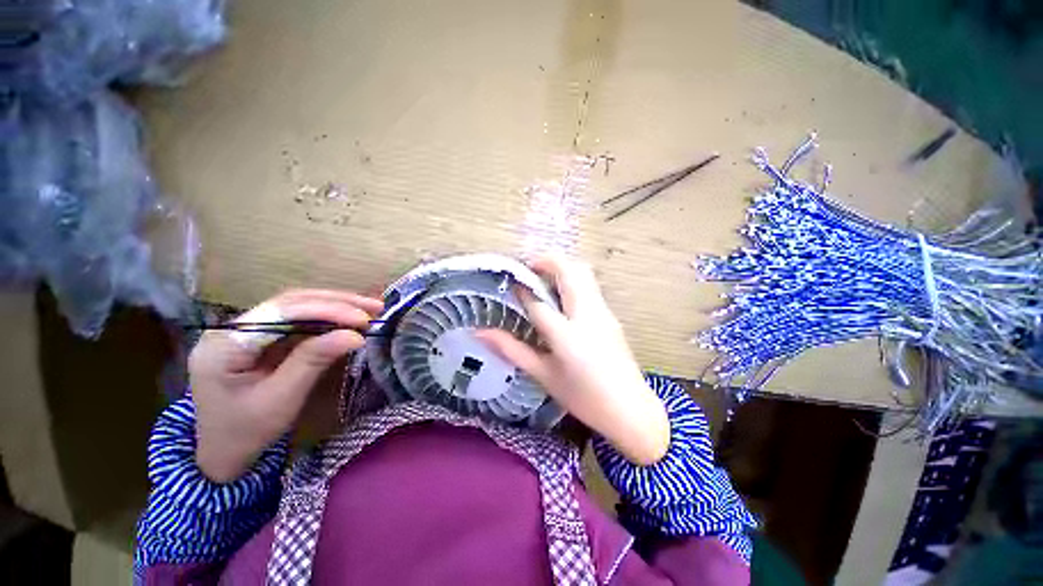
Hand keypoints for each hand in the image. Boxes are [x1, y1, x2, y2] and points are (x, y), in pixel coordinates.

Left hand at [189, 289, 382, 482]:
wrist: (220, 454)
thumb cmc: (245, 433)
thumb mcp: (280, 399)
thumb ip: (313, 361)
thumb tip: (356, 336)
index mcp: (225, 344)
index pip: (282, 312)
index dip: (327, 311)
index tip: (364, 320)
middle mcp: (232, 329)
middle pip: (290, 302)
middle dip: (336, 303)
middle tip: (375, 307)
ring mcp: (245, 331)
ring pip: (296, 306)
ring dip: (335, 306)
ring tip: (369, 309)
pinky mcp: (260, 339)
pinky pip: (297, 320)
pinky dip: (327, 318)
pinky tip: (348, 318)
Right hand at [477, 256, 669, 464]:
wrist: (631, 410)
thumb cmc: (583, 397)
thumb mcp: (543, 375)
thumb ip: (512, 350)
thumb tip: (480, 332)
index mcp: (566, 335)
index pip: (538, 301)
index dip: (522, 289)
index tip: (509, 283)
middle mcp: (587, 315)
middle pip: (569, 271)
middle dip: (546, 261)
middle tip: (527, 270)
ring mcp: (602, 312)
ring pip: (583, 273)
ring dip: (561, 268)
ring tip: (542, 280)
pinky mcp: (610, 314)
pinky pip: (590, 285)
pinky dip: (572, 279)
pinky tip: (561, 298)